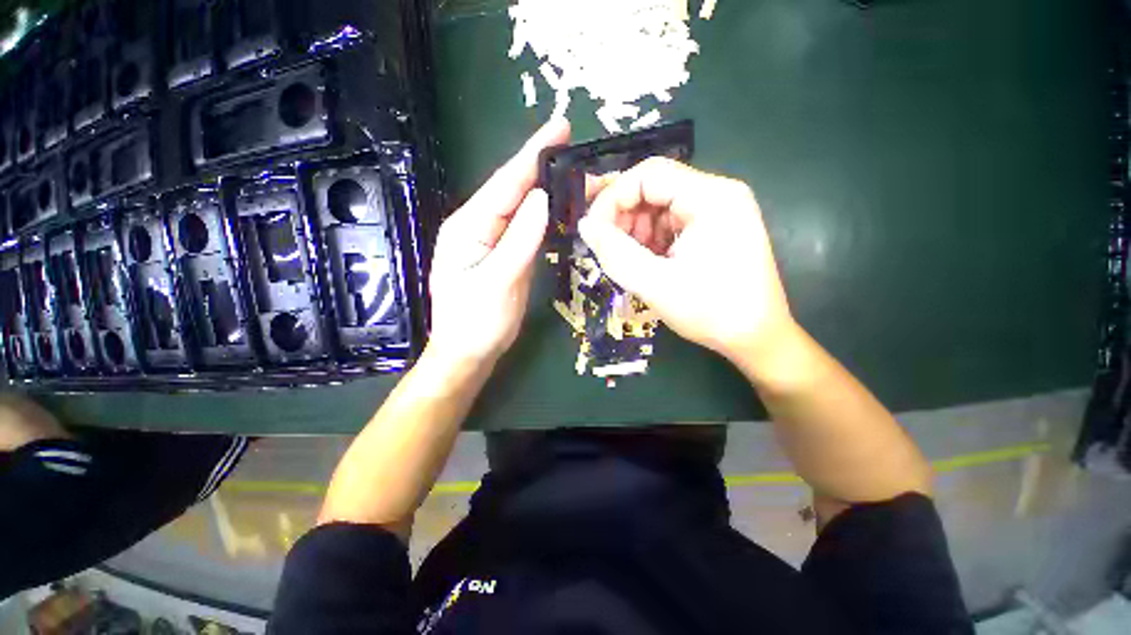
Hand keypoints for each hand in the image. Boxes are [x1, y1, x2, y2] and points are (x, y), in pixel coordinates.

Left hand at [427, 118, 569, 366]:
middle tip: (574, 147)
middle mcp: (478, 226)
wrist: (469, 353)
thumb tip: (542, 200)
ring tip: (573, 171)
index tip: (559, 127)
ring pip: (521, 207)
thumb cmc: (476, 323)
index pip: (505, 183)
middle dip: (542, 166)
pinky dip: (543, 213)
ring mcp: (492, 240)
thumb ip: (519, 241)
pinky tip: (558, 204)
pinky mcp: (505, 253)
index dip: (532, 154)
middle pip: (513, 190)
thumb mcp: (497, 283)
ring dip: (546, 187)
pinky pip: (525, 227)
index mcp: (469, 227)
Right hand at [578, 157, 798, 371]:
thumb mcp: (656, 284)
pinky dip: (651, 241)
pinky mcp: (714, 230)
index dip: (613, 198)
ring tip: (627, 261)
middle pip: (654, 189)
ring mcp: (717, 212)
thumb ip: (615, 253)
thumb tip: (585, 225)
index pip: (648, 174)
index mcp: (711, 198)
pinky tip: (646, 263)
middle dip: (624, 217)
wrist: (757, 339)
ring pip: (660, 208)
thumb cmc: (711, 312)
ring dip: (635, 231)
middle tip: (607, 248)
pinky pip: (671, 224)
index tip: (593, 230)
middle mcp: (717, 195)